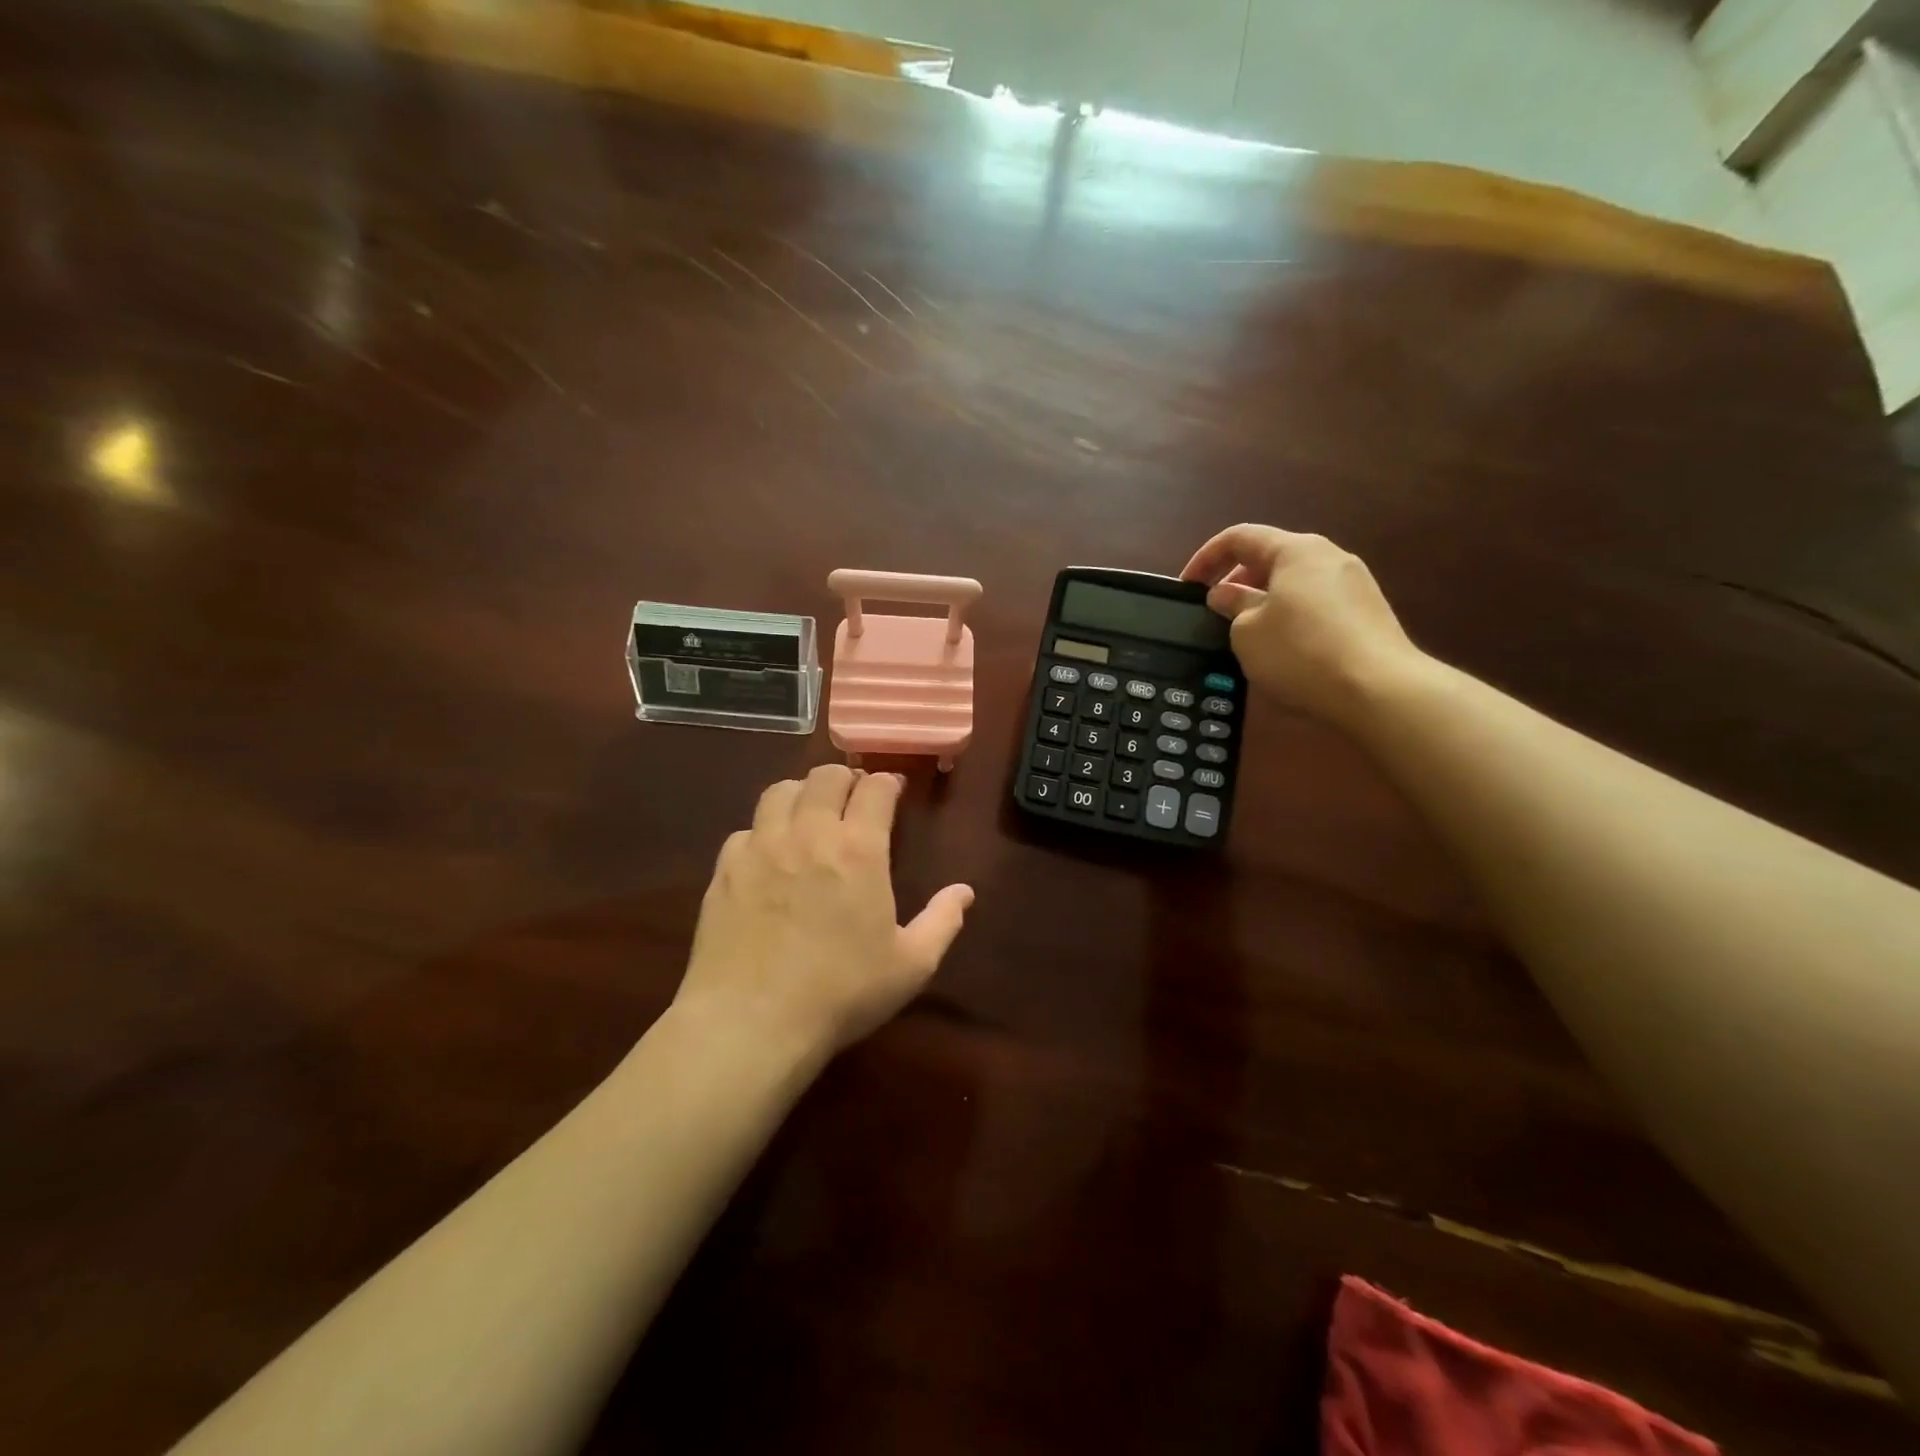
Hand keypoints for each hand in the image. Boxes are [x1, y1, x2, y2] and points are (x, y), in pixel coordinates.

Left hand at [675, 765, 974, 1059]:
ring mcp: (761, 846)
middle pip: (825, 776)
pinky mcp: (724, 868)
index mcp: (859, 849)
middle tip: (852, 799)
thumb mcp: (910, 966)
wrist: (751, 1022)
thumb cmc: (841, 993)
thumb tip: (965, 892)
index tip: (892, 790)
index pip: (875, 788)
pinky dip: (763, 832)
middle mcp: (809, 832)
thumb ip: (942, 921)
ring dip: (802, 794)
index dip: (887, 782)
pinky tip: (768, 857)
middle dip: (845, 779)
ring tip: (809, 814)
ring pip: (780, 791)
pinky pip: (745, 830)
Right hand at [1181, 524, 1424, 724]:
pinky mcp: (1368, 612)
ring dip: (1263, 599)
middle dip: (1236, 580)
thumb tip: (1225, 594)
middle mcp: (1328, 556)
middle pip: (1271, 556)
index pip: (1239, 537)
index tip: (1186, 586)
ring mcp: (1354, 583)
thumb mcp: (1247, 632)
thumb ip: (1232, 606)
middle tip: (1215, 611)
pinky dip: (1290, 615)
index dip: (1206, 558)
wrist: (1379, 690)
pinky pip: (1316, 603)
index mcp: (1296, 550)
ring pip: (1295, 581)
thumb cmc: (1301, 652)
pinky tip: (1283, 647)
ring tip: (1246, 632)